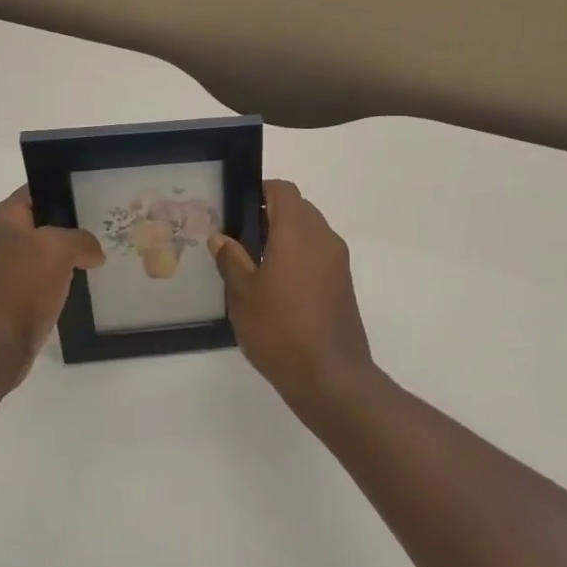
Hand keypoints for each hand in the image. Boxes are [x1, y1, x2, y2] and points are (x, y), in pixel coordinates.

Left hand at [0, 187, 103, 390]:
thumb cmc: (21, 285)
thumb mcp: (58, 248)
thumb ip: (82, 239)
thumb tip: (93, 253)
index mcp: (4, 219)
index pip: (37, 191)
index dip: (65, 190)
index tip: (95, 195)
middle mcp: (2, 239)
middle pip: (44, 222)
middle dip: (73, 225)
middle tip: (106, 225)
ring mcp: (8, 269)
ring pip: (47, 252)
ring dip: (71, 255)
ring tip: (102, 253)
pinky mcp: (16, 295)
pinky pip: (45, 278)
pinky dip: (63, 279)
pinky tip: (85, 282)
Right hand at [209, 180, 375, 403]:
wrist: (330, 375)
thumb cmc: (279, 329)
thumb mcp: (243, 295)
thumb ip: (231, 260)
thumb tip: (222, 238)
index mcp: (297, 232)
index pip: (283, 191)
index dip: (260, 191)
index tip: (238, 208)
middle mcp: (323, 238)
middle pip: (299, 209)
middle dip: (271, 215)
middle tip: (241, 239)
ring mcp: (338, 261)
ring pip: (311, 232)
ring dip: (287, 237)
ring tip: (256, 264)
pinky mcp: (344, 283)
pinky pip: (320, 254)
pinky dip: (300, 257)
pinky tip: (278, 286)